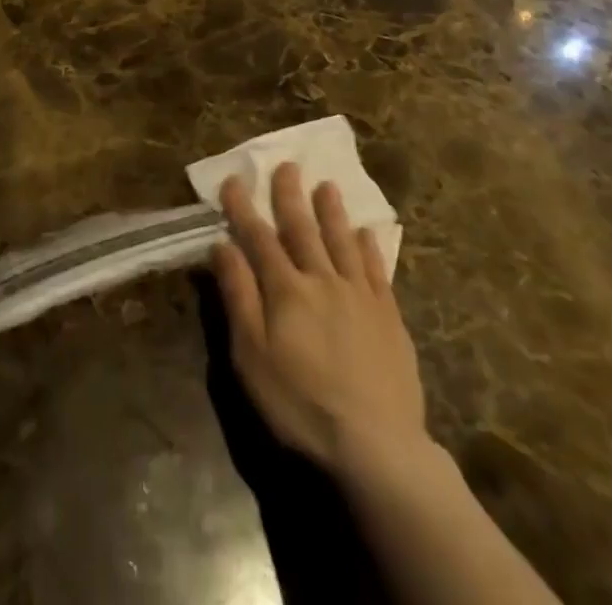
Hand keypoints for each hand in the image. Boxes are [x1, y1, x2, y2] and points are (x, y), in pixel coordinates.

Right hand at [210, 162, 433, 491]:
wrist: (376, 445)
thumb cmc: (300, 403)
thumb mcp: (251, 355)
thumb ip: (238, 295)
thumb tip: (222, 245)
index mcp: (285, 289)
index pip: (258, 238)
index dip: (243, 209)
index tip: (233, 180)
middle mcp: (322, 280)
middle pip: (303, 229)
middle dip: (290, 196)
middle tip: (286, 165)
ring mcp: (360, 296)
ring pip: (342, 241)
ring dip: (332, 211)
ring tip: (327, 185)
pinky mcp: (389, 317)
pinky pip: (377, 270)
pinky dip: (369, 248)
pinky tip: (366, 233)